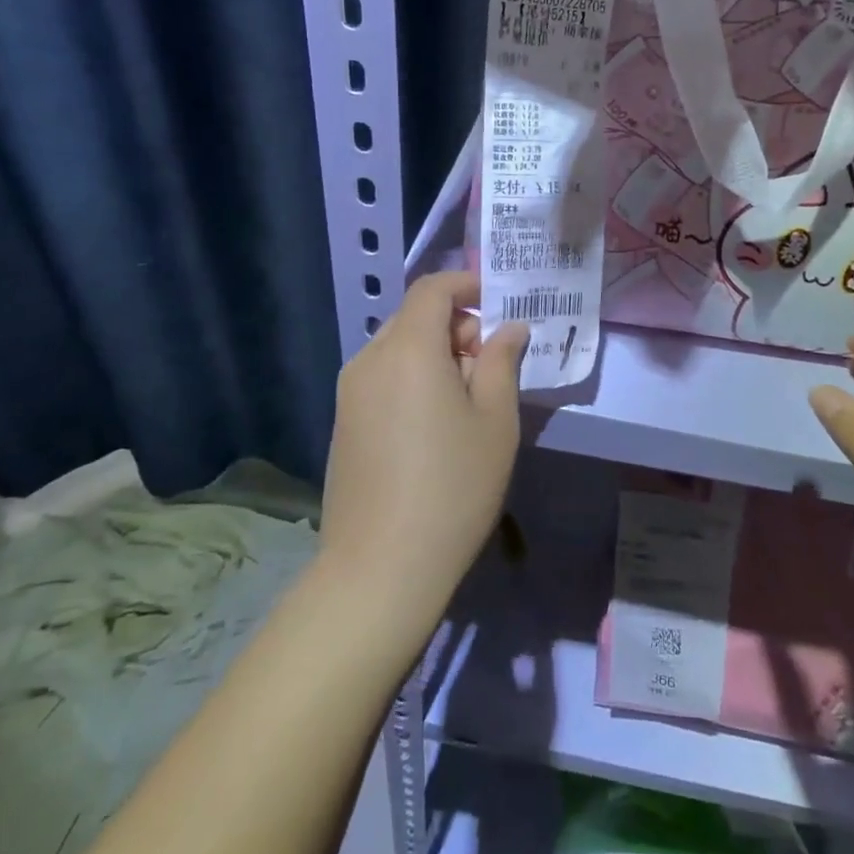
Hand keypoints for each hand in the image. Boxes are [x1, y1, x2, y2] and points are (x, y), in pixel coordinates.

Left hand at [320, 271, 528, 632]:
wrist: (379, 569)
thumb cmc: (452, 487)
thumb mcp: (495, 421)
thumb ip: (503, 362)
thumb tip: (509, 329)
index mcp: (408, 348)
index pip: (433, 289)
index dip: (467, 285)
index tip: (499, 305)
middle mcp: (370, 358)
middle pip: (415, 316)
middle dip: (456, 324)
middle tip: (492, 363)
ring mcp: (350, 391)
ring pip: (398, 347)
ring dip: (435, 352)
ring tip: (468, 397)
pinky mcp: (344, 421)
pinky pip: (383, 376)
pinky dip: (413, 376)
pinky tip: (434, 423)